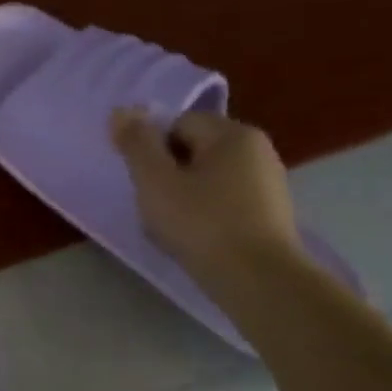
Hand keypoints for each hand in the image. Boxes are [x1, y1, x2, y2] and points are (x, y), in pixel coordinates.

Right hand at [109, 107, 305, 287]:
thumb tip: (121, 111)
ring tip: (172, 224)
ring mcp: (268, 182)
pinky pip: (224, 199)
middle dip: (167, 171)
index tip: (145, 180)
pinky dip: (204, 212)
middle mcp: (257, 149)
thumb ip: (136, 143)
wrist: (257, 279)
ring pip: (206, 176)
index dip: (153, 149)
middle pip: (193, 148)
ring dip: (182, 194)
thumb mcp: (154, 180)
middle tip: (154, 203)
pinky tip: (196, 237)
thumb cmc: (201, 222)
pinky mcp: (270, 212)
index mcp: (233, 134)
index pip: (177, 123)